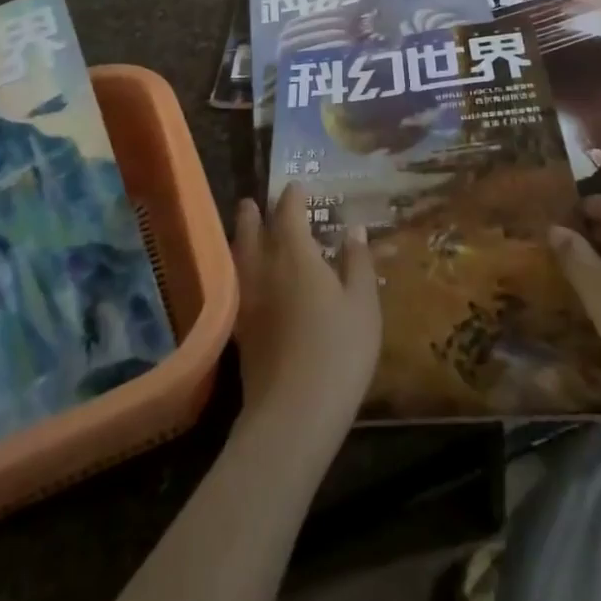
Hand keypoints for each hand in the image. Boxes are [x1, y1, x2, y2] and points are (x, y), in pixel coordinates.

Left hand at [231, 185, 379, 443]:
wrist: (293, 413)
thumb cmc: (338, 351)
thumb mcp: (363, 305)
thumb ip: (358, 263)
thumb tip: (354, 229)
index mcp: (294, 255)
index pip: (288, 213)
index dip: (293, 197)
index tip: (297, 186)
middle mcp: (264, 269)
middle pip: (253, 232)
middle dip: (254, 214)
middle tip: (251, 202)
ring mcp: (248, 300)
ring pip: (240, 257)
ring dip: (242, 238)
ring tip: (244, 230)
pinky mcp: (241, 329)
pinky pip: (237, 284)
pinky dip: (240, 270)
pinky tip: (248, 280)